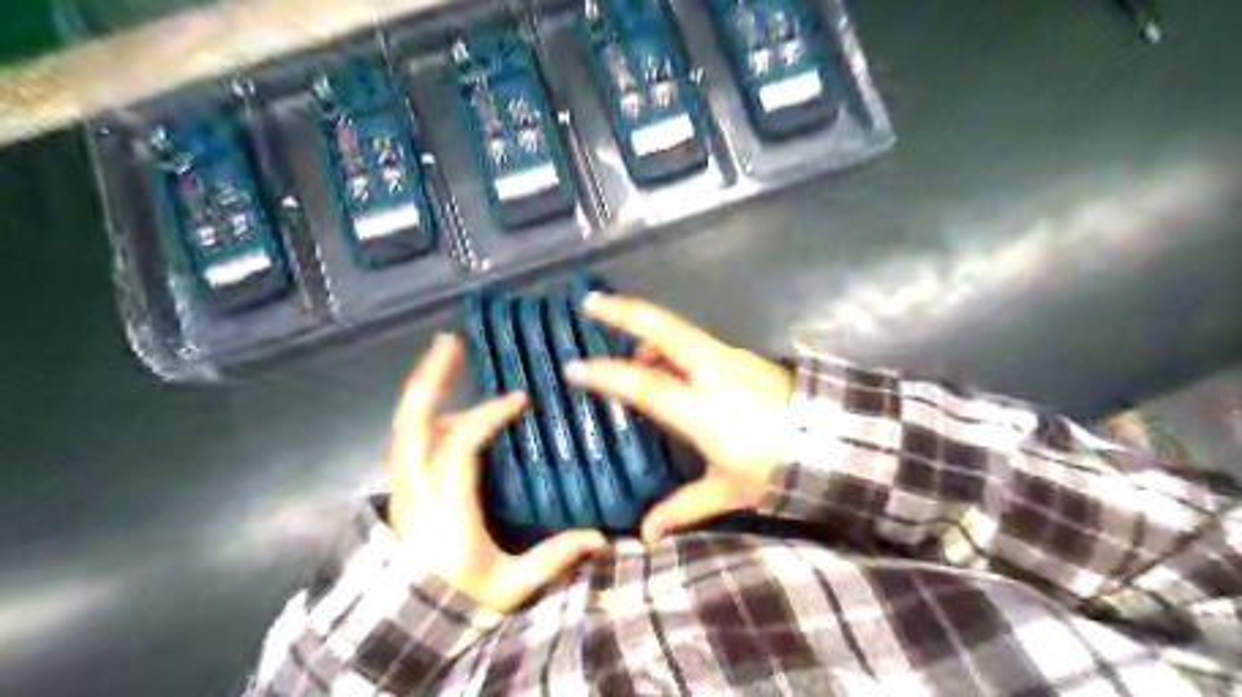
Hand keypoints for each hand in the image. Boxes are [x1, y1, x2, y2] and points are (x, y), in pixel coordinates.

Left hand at [386, 335, 604, 612]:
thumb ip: (552, 558)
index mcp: (444, 506)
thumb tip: (600, 537)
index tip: (520, 399)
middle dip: (429, 377)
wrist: (406, 626)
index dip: (487, 414)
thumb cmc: (457, 602)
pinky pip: (412, 441)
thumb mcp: (508, 585)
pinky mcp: (403, 490)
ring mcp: (403, 487)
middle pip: (410, 422)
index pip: (459, 444)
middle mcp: (416, 488)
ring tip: (451, 363)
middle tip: (449, 341)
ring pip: (407, 427)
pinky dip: (429, 416)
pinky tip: (452, 412)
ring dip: (430, 392)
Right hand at [567, 295, 788, 544]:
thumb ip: (683, 508)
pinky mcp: (743, 356)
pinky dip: (672, 343)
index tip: (574, 368)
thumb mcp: (729, 491)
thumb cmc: (778, 469)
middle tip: (590, 300)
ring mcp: (730, 358)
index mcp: (701, 409)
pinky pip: (696, 341)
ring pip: (679, 331)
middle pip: (662, 330)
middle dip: (623, 312)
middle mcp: (712, 372)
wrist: (835, 444)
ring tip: (629, 349)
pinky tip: (668, 362)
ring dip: (648, 330)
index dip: (605, 374)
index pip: (642, 384)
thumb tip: (645, 534)